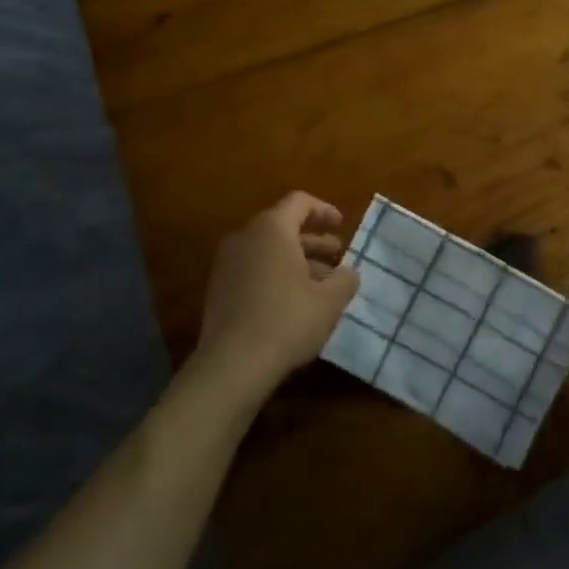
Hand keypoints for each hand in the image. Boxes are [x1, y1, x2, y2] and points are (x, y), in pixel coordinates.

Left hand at [192, 192, 359, 402]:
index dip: (324, 210)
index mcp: (272, 229)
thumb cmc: (287, 321)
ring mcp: (227, 265)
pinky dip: (277, 276)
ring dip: (297, 261)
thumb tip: (349, 273)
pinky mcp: (219, 290)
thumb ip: (345, 279)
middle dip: (313, 240)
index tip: (342, 225)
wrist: (231, 366)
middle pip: (283, 226)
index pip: (299, 202)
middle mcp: (245, 238)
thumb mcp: (329, 301)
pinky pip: (254, 270)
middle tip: (338, 256)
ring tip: (322, 284)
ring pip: (268, 251)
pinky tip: (296, 302)